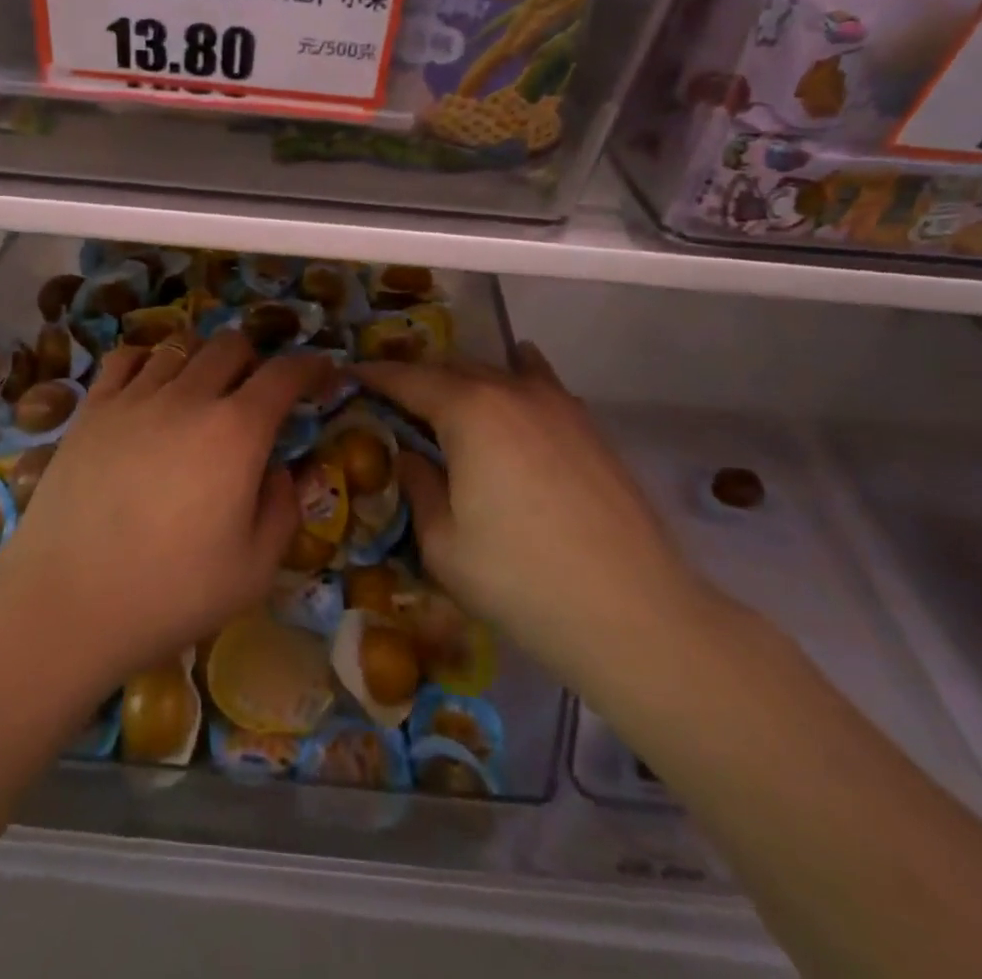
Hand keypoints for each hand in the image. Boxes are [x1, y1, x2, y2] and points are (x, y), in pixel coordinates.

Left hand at [0, 330, 328, 689]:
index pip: (284, 374)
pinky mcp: (91, 409)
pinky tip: (149, 386)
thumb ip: (284, 509)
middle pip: (231, 344)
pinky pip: (125, 359)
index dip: (310, 366)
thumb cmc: (171, 593)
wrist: (67, 603)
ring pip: (179, 346)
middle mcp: (188, 397)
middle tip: (256, 393)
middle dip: (255, 359)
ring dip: (203, 360)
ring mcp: (134, 398)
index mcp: (236, 432)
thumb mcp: (254, 569)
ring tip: (202, 391)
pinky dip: (148, 361)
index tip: (322, 372)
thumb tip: (285, 469)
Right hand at [357, 345, 715, 690]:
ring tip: (445, 398)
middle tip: (391, 398)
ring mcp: (556, 404)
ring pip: (497, 372)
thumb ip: (419, 487)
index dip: (375, 377)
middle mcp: (511, 391)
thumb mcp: (443, 543)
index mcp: (468, 411)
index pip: (408, 380)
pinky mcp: (587, 426)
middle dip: (417, 378)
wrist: (631, 612)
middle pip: (452, 369)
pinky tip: (514, 378)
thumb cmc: (520, 580)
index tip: (350, 375)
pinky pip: (540, 382)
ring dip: (463, 379)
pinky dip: (517, 374)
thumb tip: (411, 457)